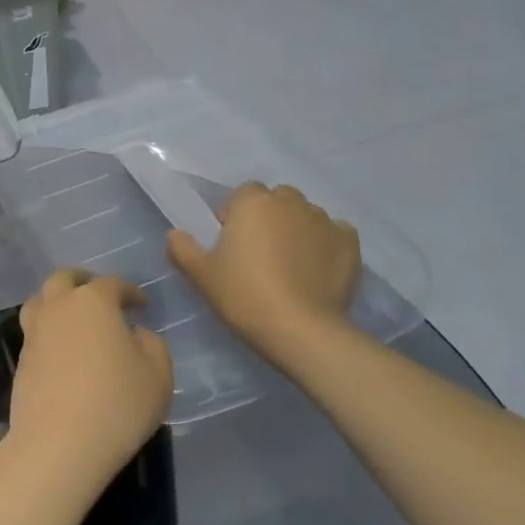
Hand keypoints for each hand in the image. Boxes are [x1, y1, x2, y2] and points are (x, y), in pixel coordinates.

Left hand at [6, 270, 172, 503]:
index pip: (112, 284)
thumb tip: (137, 334)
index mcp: (93, 301)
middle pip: (64, 279)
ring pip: (40, 301)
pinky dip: (48, 332)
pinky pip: (34, 333)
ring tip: (72, 316)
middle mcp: (58, 307)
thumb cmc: (117, 403)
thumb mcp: (158, 375)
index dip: (130, 291)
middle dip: (82, 281)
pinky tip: (62, 351)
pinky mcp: (20, 360)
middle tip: (97, 293)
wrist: (58, 442)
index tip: (142, 304)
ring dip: (56, 301)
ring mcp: (34, 332)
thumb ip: (153, 345)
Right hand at [167, 183, 360, 368]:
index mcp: (252, 202)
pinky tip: (318, 269)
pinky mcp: (350, 243)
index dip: (235, 216)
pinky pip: (334, 234)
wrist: (301, 330)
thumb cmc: (244, 295)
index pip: (243, 194)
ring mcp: (324, 220)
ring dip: (297, 230)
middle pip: (277, 201)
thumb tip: (175, 234)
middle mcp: (290, 202)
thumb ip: (182, 248)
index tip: (231, 244)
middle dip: (269, 218)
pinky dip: (326, 245)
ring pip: (305, 216)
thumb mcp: (201, 275)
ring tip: (291, 264)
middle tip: (260, 253)